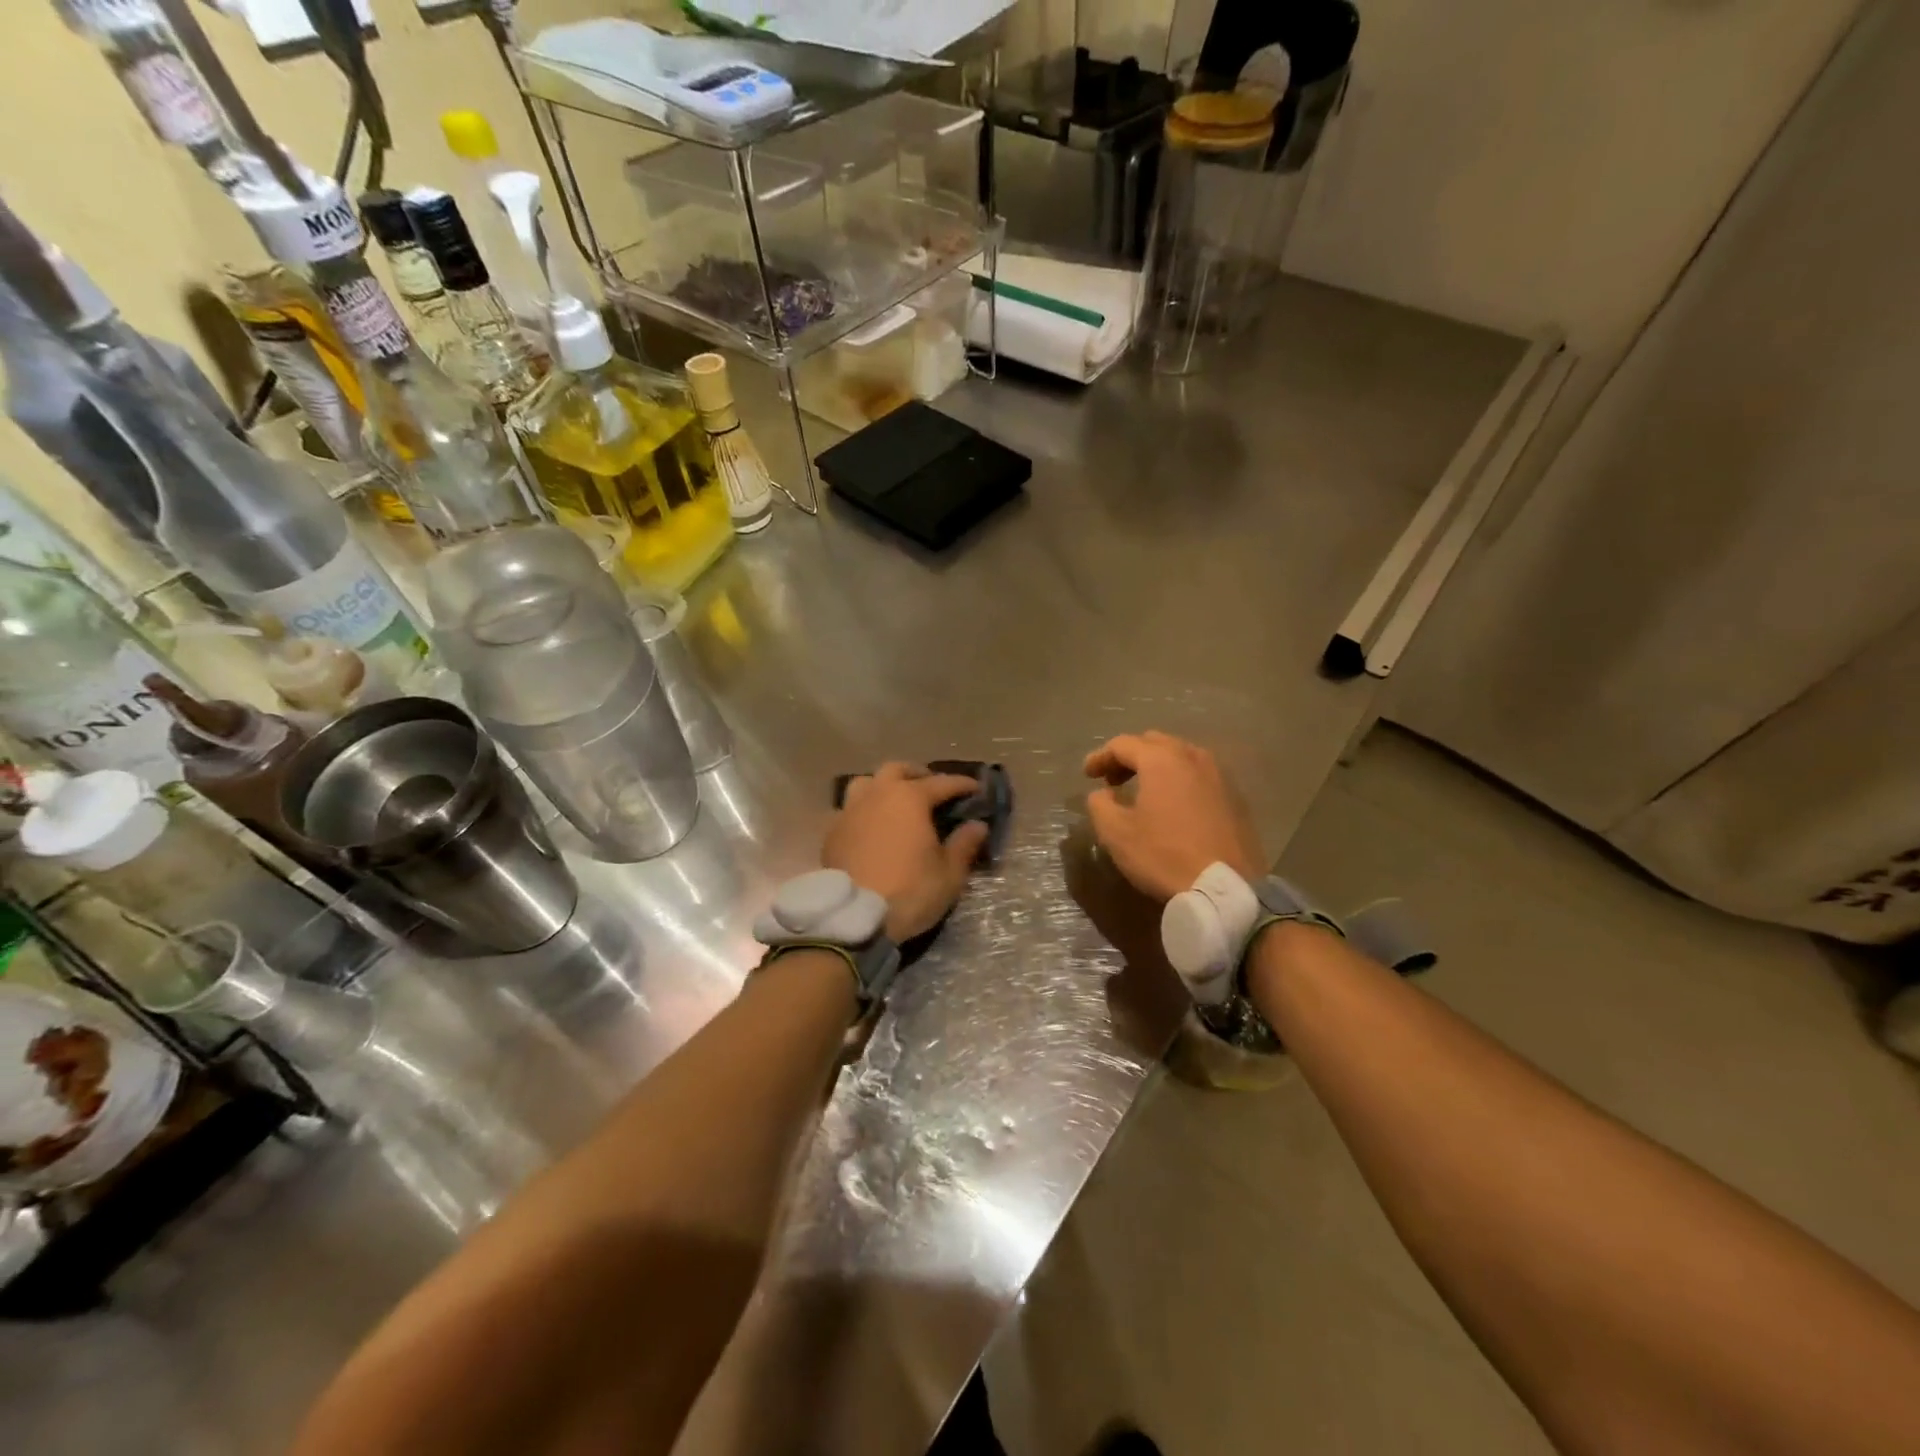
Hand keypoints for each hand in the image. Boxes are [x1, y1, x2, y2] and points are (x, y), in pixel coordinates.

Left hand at [824, 763, 990, 941]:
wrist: (854, 918)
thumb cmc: (909, 891)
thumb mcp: (949, 874)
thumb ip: (964, 844)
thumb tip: (977, 825)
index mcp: (909, 798)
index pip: (942, 783)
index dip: (962, 785)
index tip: (976, 789)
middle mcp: (877, 794)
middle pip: (898, 770)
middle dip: (918, 775)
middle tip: (932, 789)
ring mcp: (850, 810)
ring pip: (867, 782)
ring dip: (884, 786)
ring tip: (896, 803)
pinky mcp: (832, 831)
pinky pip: (849, 809)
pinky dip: (864, 811)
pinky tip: (872, 827)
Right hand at [1083, 732, 1263, 901]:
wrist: (1227, 888)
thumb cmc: (1164, 855)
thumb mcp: (1116, 833)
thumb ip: (1100, 804)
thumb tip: (1102, 793)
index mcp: (1161, 760)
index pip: (1123, 744)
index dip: (1100, 757)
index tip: (1087, 775)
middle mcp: (1192, 756)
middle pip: (1154, 743)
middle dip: (1129, 757)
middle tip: (1112, 780)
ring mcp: (1219, 775)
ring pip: (1180, 756)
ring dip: (1156, 767)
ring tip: (1142, 790)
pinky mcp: (1235, 796)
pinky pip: (1199, 776)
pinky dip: (1179, 781)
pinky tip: (1172, 805)